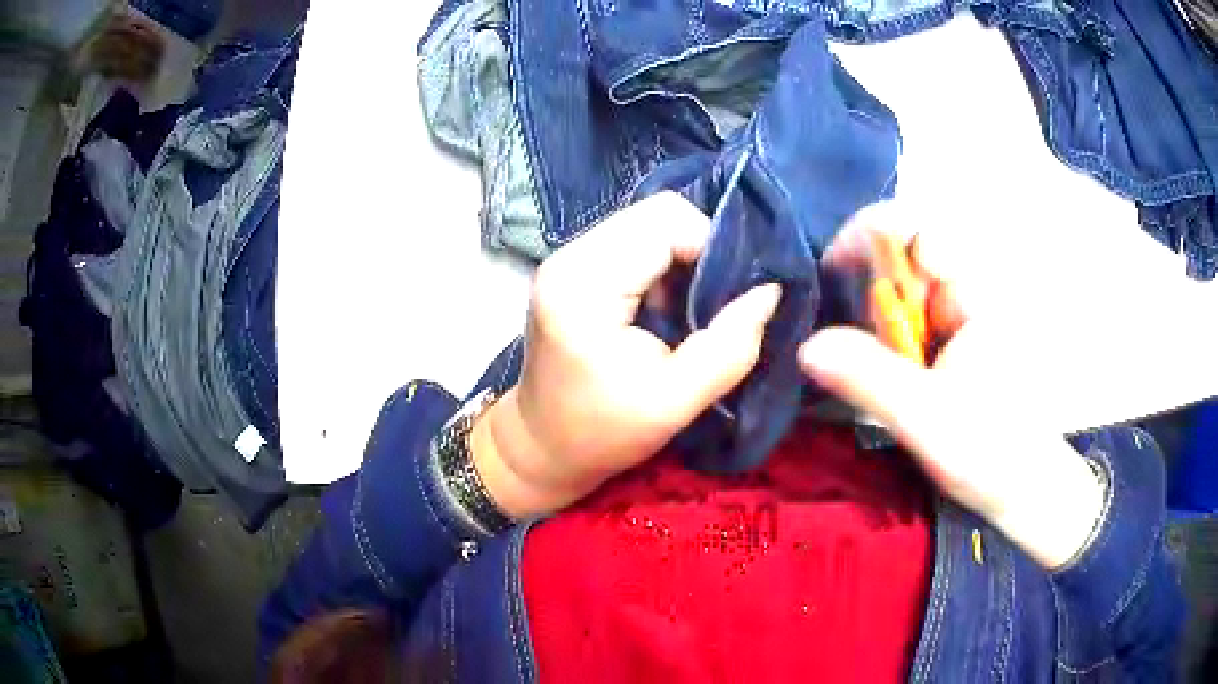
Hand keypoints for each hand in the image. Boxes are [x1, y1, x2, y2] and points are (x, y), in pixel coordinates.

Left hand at [472, 194, 781, 518]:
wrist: (541, 446)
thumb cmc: (602, 432)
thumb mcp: (675, 402)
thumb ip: (730, 347)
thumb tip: (770, 291)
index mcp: (585, 285)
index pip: (666, 222)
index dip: (712, 249)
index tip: (729, 299)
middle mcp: (568, 255)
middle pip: (656, 213)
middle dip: (698, 251)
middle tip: (712, 306)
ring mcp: (565, 257)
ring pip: (647, 224)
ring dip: (680, 259)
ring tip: (687, 311)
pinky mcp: (572, 267)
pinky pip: (632, 241)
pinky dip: (661, 265)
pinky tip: (663, 307)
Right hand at [800, 204, 1104, 569]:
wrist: (1023, 489)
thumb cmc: (991, 450)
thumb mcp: (927, 418)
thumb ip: (869, 379)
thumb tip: (807, 346)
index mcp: (972, 292)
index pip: (918, 228)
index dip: (872, 233)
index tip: (835, 266)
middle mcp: (963, 292)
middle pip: (901, 257)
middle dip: (865, 288)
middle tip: (847, 341)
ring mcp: (956, 318)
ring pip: (900, 293)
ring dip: (872, 321)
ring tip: (867, 368)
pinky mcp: (948, 344)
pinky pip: (905, 323)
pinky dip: (883, 341)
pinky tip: (882, 375)